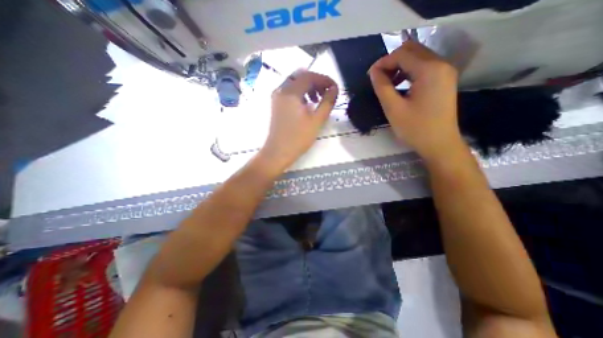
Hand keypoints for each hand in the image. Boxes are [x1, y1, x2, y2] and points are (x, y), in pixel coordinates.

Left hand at [260, 70, 338, 172]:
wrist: (278, 152)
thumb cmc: (298, 138)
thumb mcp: (317, 121)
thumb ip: (327, 102)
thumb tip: (334, 89)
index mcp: (290, 92)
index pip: (309, 76)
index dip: (324, 79)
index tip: (335, 88)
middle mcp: (281, 90)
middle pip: (301, 76)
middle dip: (316, 82)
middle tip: (326, 93)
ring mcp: (276, 97)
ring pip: (294, 83)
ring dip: (308, 87)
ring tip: (317, 100)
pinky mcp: (276, 104)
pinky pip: (289, 91)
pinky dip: (300, 93)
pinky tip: (306, 105)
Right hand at [368, 38, 462, 161]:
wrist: (440, 144)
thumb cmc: (415, 128)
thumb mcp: (393, 108)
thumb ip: (382, 87)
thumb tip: (373, 71)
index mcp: (429, 70)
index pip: (402, 54)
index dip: (383, 62)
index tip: (370, 76)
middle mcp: (441, 64)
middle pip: (412, 50)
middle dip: (391, 61)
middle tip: (379, 79)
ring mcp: (445, 71)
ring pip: (418, 57)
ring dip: (400, 66)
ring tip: (388, 84)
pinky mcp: (444, 80)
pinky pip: (424, 67)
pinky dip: (409, 72)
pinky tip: (400, 86)